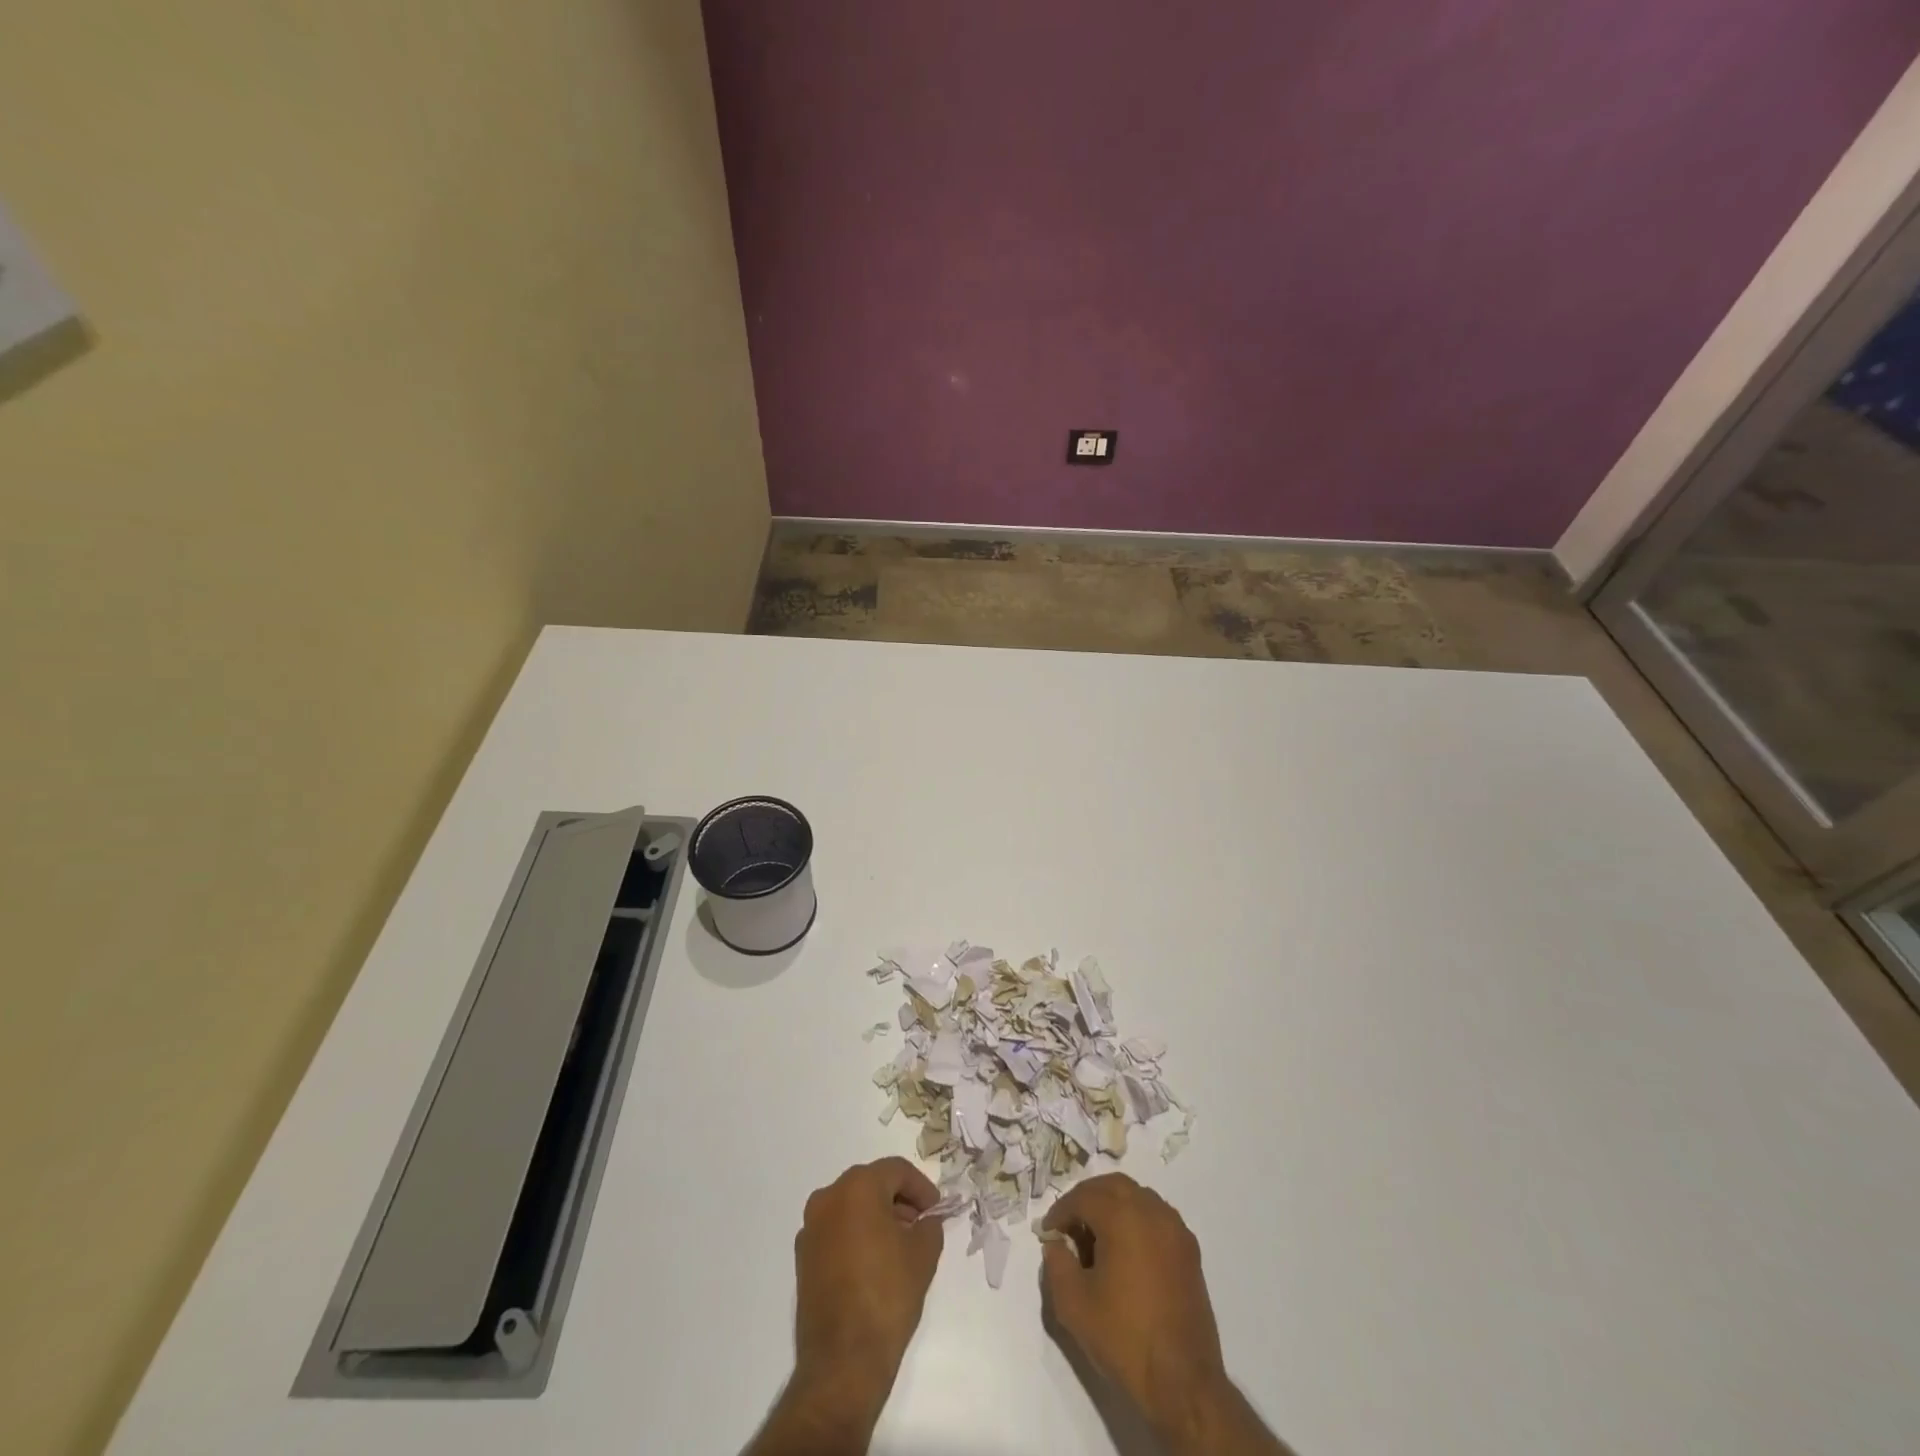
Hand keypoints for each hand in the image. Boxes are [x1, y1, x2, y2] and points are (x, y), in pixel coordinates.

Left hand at [793, 1157, 944, 1385]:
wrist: (843, 1361)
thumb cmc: (887, 1295)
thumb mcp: (923, 1254)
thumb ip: (929, 1226)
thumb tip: (926, 1221)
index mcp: (857, 1187)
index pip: (896, 1170)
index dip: (921, 1188)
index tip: (936, 1211)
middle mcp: (828, 1197)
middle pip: (871, 1184)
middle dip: (898, 1200)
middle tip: (920, 1225)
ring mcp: (811, 1228)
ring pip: (851, 1207)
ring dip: (876, 1217)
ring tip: (899, 1246)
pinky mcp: (803, 1257)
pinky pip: (836, 1231)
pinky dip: (856, 1236)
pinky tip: (874, 1264)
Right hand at [1041, 1174, 1230, 1438]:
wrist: (1183, 1382)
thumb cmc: (1124, 1338)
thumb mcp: (1073, 1305)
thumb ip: (1056, 1264)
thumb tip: (1057, 1244)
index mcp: (1123, 1216)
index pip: (1083, 1197)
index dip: (1060, 1212)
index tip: (1048, 1233)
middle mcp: (1152, 1211)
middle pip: (1112, 1186)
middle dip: (1087, 1198)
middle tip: (1069, 1224)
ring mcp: (1175, 1229)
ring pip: (1137, 1196)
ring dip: (1113, 1205)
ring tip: (1096, 1236)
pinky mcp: (1189, 1250)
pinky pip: (1156, 1216)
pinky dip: (1136, 1219)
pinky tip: (1126, 1251)